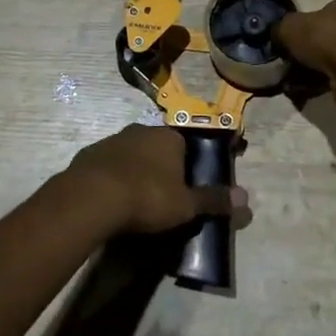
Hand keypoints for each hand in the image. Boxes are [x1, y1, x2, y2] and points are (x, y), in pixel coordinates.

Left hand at [59, 124, 248, 235]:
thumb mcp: (186, 205)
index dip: (186, 166)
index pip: (185, 145)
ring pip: (131, 154)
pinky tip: (111, 200)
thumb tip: (246, 198)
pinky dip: (111, 178)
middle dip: (160, 167)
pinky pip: (107, 165)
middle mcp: (141, 131)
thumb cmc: (148, 197)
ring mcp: (112, 140)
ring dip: (134, 171)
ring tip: (134, 201)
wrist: (92, 197)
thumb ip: (213, 200)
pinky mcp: (89, 154)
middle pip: (157, 147)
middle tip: (161, 196)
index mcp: (169, 137)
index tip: (184, 188)